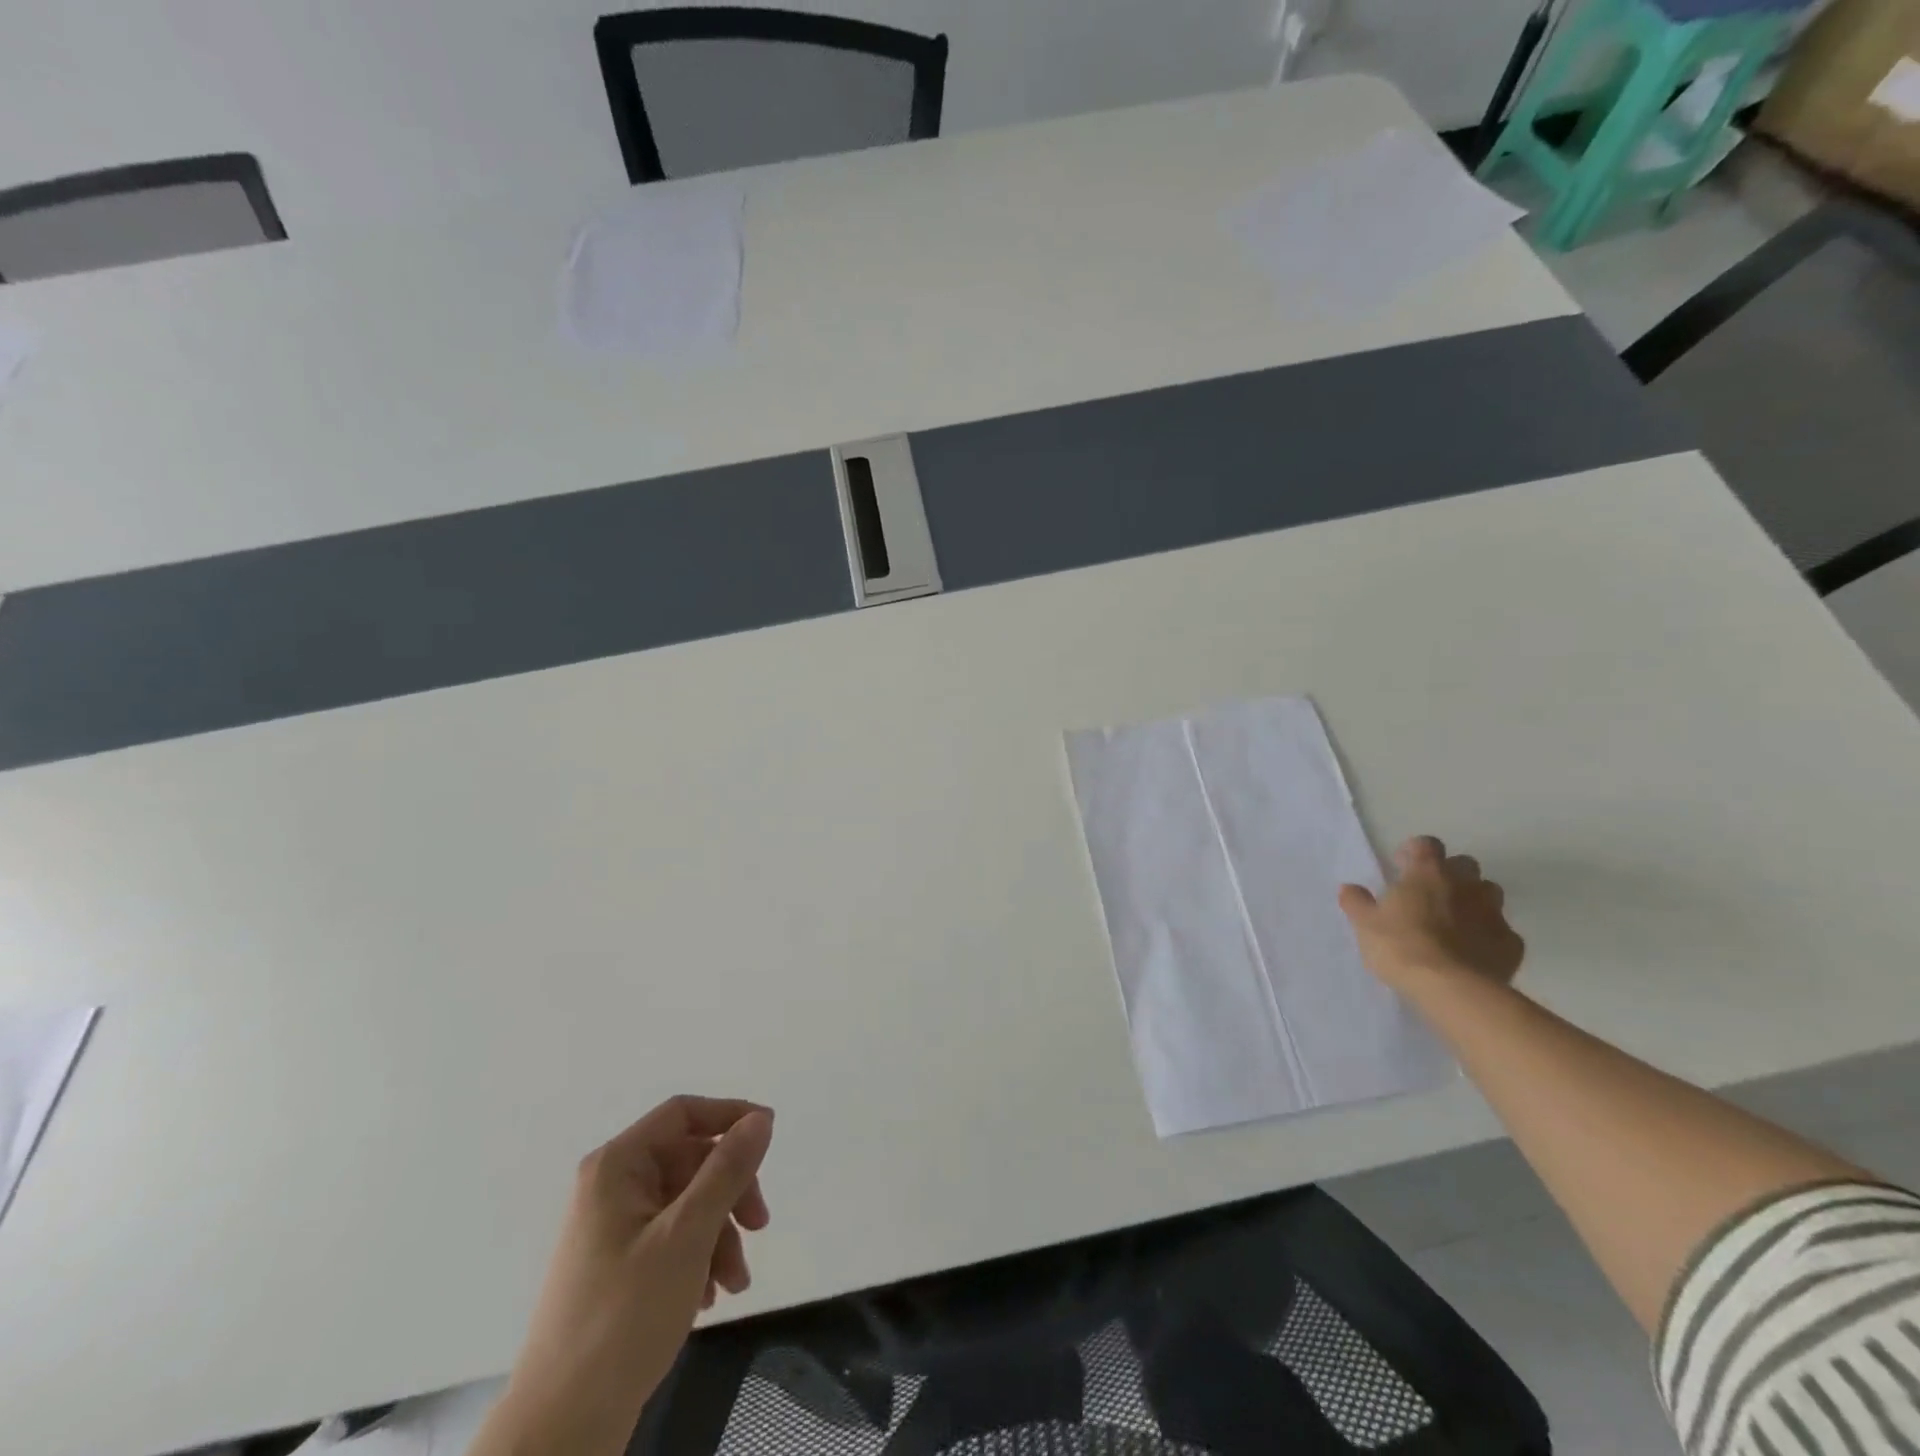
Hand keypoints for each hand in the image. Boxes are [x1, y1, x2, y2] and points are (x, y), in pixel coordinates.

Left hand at [479, 1096, 774, 1455]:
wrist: (559, 1431)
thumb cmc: (624, 1319)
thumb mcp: (688, 1236)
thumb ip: (727, 1170)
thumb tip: (760, 1119)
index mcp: (617, 1167)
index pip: (683, 1113)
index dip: (729, 1116)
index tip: (769, 1138)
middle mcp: (611, 1187)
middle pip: (690, 1160)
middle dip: (730, 1192)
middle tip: (760, 1226)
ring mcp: (612, 1229)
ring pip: (687, 1203)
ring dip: (720, 1233)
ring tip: (735, 1283)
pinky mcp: (617, 1267)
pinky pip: (672, 1238)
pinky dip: (699, 1258)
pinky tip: (709, 1298)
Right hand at [1339, 836, 1523, 995]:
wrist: (1451, 988)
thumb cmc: (1400, 946)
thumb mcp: (1365, 924)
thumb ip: (1357, 902)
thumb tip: (1349, 888)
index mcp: (1427, 873)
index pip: (1427, 844)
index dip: (1415, 851)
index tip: (1402, 866)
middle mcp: (1465, 885)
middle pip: (1465, 864)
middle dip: (1450, 873)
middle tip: (1429, 894)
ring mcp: (1493, 913)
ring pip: (1489, 893)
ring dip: (1474, 900)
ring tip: (1455, 921)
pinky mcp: (1512, 944)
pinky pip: (1502, 931)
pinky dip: (1489, 936)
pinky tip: (1474, 952)